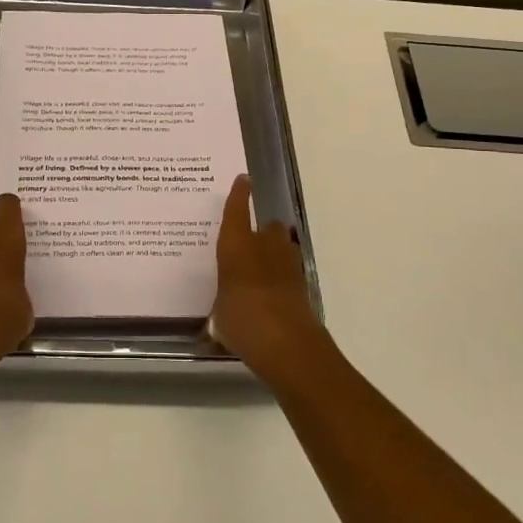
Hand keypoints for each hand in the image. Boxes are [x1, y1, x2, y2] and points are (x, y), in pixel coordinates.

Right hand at [210, 175, 325, 384]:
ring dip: (276, 250)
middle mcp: (263, 246)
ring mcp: (288, 263)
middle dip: (262, 231)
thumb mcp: (219, 315)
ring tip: (263, 267)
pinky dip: (283, 275)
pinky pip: (290, 269)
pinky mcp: (303, 283)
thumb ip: (221, 307)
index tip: (243, 179)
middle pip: (268, 226)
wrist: (287, 343)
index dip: (239, 194)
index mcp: (236, 245)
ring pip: (284, 245)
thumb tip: (218, 318)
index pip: (236, 210)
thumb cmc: (242, 320)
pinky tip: (272, 291)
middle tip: (250, 244)